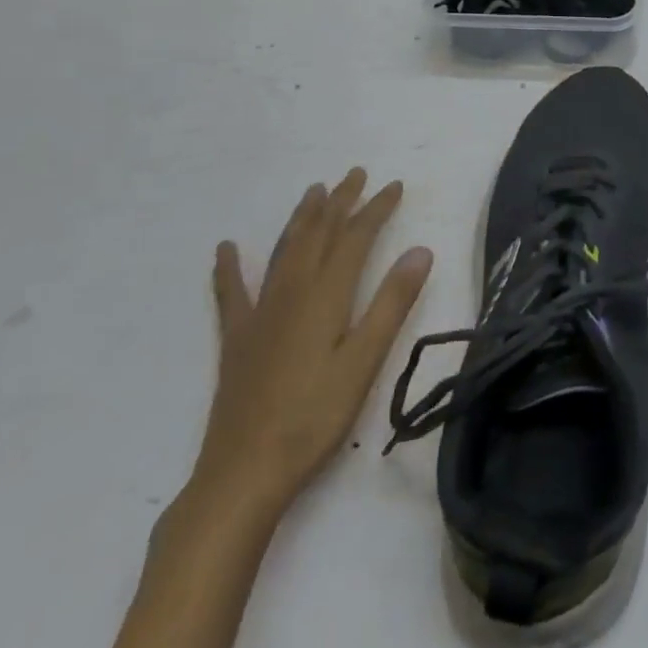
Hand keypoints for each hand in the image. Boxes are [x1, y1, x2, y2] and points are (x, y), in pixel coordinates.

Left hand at [191, 170, 433, 517]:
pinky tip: (226, 248)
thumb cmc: (314, 418)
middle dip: (339, 202)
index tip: (394, 185)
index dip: (376, 209)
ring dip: (302, 219)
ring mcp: (260, 315)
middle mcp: (292, 294)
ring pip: (284, 252)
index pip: (356, 239)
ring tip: (314, 192)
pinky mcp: (237, 340)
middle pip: (319, 235)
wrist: (243, 473)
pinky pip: (232, 293)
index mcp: (326, 297)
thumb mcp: (365, 361)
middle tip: (355, 174)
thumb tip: (420, 250)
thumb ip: (392, 302)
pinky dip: (229, 267)